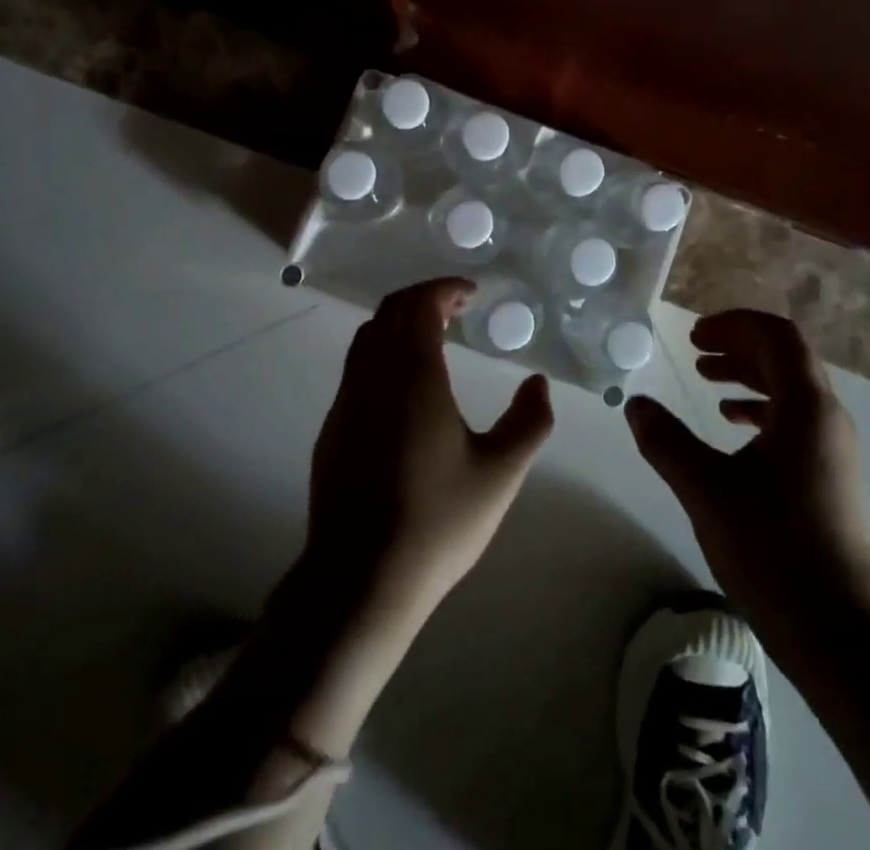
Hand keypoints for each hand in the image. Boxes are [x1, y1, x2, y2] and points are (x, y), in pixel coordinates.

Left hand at [304, 278, 555, 628]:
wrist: (358, 580)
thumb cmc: (436, 522)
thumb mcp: (500, 473)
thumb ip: (529, 422)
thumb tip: (537, 383)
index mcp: (413, 376)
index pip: (420, 306)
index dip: (445, 290)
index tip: (471, 294)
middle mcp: (373, 377)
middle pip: (390, 312)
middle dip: (423, 299)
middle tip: (456, 310)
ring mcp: (346, 402)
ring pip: (367, 338)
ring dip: (399, 324)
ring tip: (432, 340)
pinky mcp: (332, 429)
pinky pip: (356, 369)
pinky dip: (382, 353)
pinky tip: (404, 388)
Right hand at [626, 310, 869, 639]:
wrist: (844, 638)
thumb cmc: (775, 550)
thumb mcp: (707, 490)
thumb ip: (666, 441)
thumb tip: (635, 404)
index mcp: (808, 408)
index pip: (778, 336)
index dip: (735, 324)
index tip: (694, 334)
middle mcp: (829, 419)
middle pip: (786, 359)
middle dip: (738, 346)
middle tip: (694, 351)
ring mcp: (835, 452)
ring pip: (791, 391)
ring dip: (748, 376)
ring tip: (706, 382)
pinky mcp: (831, 480)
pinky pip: (796, 422)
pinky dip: (761, 410)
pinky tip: (731, 427)